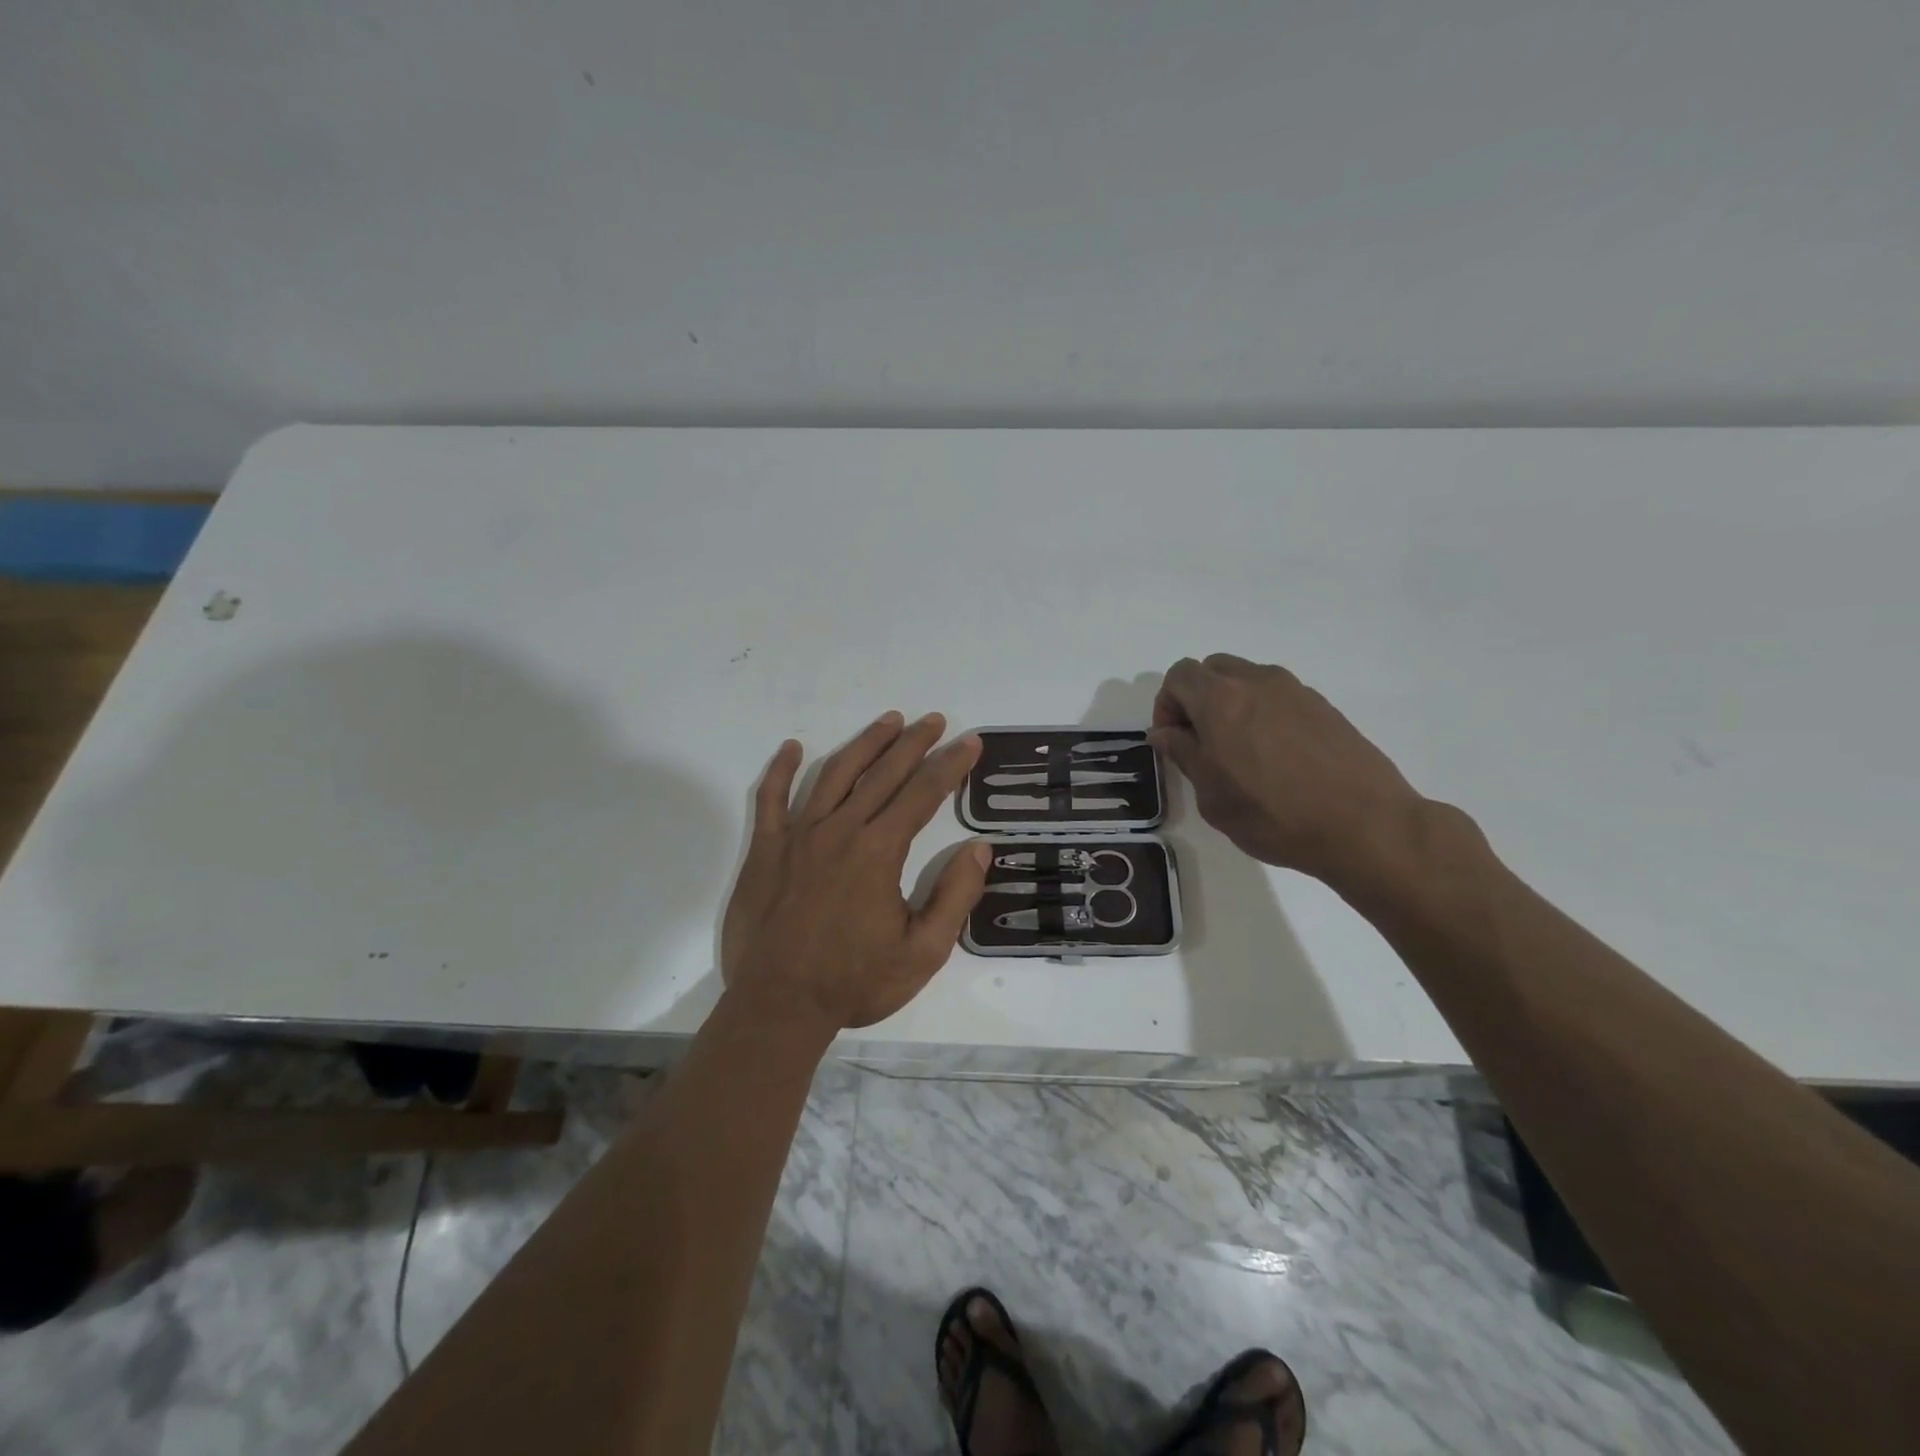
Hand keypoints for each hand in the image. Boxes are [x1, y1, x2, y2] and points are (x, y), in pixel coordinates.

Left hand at [721, 711, 989, 1031]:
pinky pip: (771, 799)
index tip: (969, 742)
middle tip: (935, 720)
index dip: (950, 765)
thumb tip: (979, 848)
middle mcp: (840, 830)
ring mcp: (798, 836)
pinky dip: (781, 770)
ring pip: (834, 774)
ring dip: (864, 744)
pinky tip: (792, 747)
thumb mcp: (923, 952)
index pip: (923, 793)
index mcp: (879, 851)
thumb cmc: (855, 982)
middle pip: (882, 773)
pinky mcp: (765, 849)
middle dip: (914, 742)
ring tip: (887, 721)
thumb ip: (955, 897)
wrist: (779, 1006)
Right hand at [1149, 654, 1429, 892]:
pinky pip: (1277, 696)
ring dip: (1231, 704)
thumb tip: (1166, 733)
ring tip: (1240, 750)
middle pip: (1212, 670)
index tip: (1173, 740)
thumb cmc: (1274, 816)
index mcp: (1221, 699)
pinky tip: (1276, 756)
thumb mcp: (1212, 796)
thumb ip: (1184, 754)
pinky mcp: (1323, 706)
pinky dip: (1263, 713)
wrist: (1365, 825)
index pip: (1179, 676)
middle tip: (1201, 741)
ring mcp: (1294, 690)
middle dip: (1197, 698)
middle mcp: (1256, 682)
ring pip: (1246, 679)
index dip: (1167, 704)